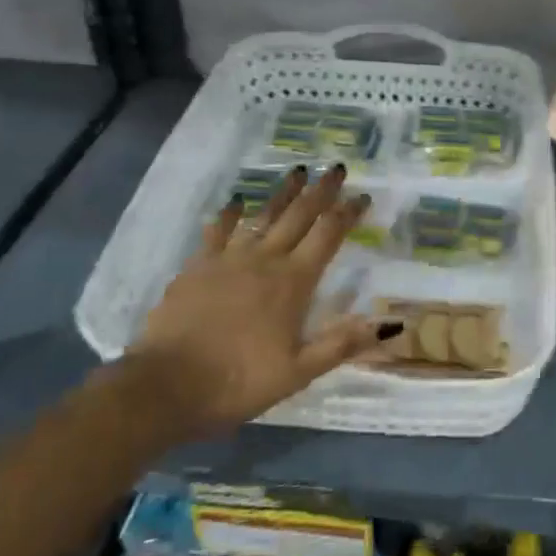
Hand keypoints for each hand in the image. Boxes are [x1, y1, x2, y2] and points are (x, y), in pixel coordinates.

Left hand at [130, 165, 399, 433]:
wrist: (164, 386)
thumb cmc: (237, 382)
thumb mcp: (298, 372)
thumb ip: (342, 343)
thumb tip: (390, 324)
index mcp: (292, 282)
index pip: (328, 236)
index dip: (348, 213)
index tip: (363, 195)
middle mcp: (264, 260)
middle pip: (299, 216)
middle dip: (321, 191)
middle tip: (337, 168)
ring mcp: (228, 259)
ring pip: (262, 215)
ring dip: (283, 192)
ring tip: (298, 170)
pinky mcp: (197, 266)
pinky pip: (218, 231)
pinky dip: (230, 214)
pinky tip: (237, 202)